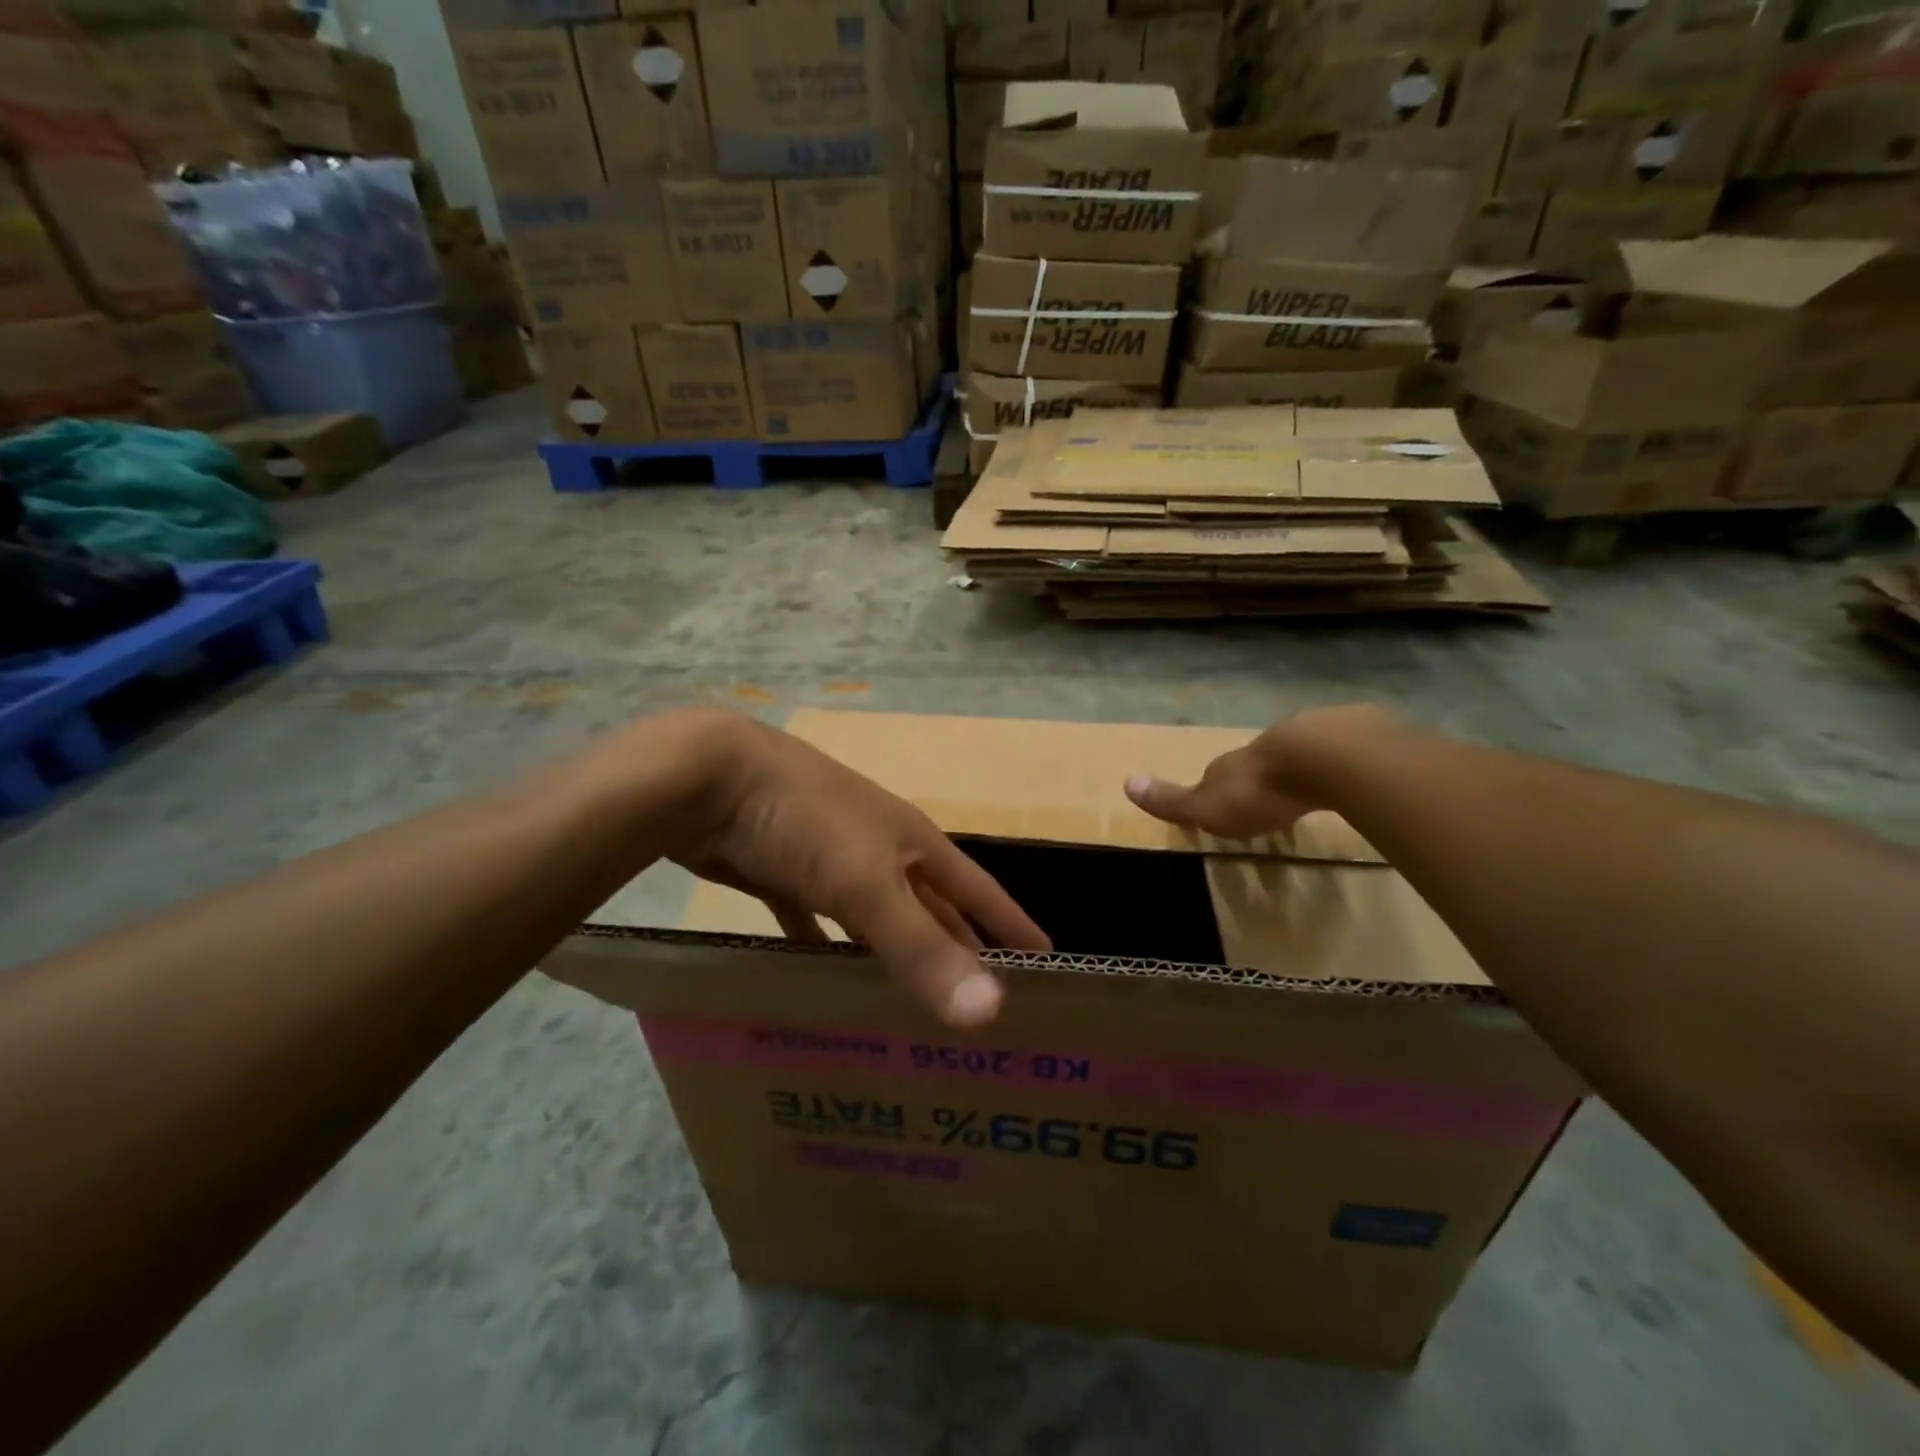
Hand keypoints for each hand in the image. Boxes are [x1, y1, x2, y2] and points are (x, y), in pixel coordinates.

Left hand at [654, 712, 1048, 1027]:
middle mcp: (880, 850)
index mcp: (912, 843)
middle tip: (982, 1007)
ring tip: (912, 1009)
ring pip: (874, 918)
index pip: (978, 889)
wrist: (708, 778)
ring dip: (892, 956)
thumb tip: (992, 1011)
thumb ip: (923, 947)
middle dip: (957, 949)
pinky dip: (824, 950)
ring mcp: (830, 860)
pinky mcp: (783, 874)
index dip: (1010, 923)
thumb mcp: (867, 883)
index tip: (1046, 961)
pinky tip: (826, 980)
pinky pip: (815, 922)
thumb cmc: (804, 820)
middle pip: (930, 907)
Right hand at [1124, 705, 1397, 837]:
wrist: (1322, 757)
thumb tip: (1126, 782)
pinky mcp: (1353, 740)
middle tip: (1268, 803)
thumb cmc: (1258, 790)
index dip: (1217, 791)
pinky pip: (1340, 755)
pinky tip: (1346, 782)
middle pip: (1257, 764)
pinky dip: (1338, 768)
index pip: (1217, 776)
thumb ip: (1171, 800)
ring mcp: (1309, 738)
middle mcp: (1264, 746)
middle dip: (1260, 780)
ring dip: (1300, 773)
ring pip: (1299, 756)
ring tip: (1306, 794)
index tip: (1222, 809)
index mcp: (1231, 765)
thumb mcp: (1206, 805)